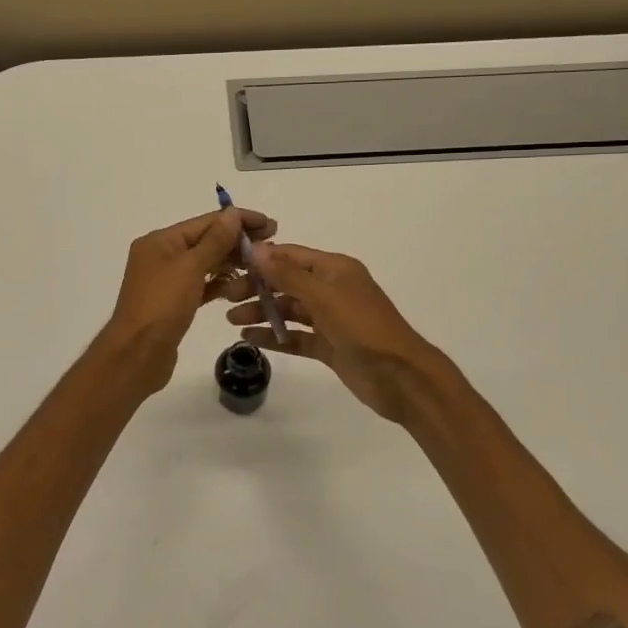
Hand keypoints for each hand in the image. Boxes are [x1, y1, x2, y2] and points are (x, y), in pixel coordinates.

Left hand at [95, 207, 275, 393]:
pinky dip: (219, 284)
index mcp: (160, 241)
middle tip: (272, 245)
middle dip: (237, 241)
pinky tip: (240, 286)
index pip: (205, 222)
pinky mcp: (174, 303)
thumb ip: (215, 241)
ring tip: (261, 266)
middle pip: (205, 241)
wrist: (137, 355)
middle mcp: (161, 255)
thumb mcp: (190, 267)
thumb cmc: (162, 305)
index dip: (238, 220)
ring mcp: (167, 280)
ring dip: (231, 262)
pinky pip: (201, 285)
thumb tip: (233, 213)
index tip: (270, 224)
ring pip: (205, 264)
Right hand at [228, 242, 459, 425]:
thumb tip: (256, 250)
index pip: (290, 256)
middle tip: (226, 299)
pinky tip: (250, 340)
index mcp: (334, 269)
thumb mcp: (324, 296)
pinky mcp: (329, 346)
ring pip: (288, 310)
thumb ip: (288, 274)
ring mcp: (330, 319)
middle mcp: (331, 289)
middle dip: (257, 288)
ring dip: (261, 312)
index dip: (261, 259)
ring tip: (232, 321)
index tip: (230, 265)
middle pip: (286, 282)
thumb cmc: (363, 328)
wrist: (401, 377)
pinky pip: (295, 336)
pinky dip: (274, 337)